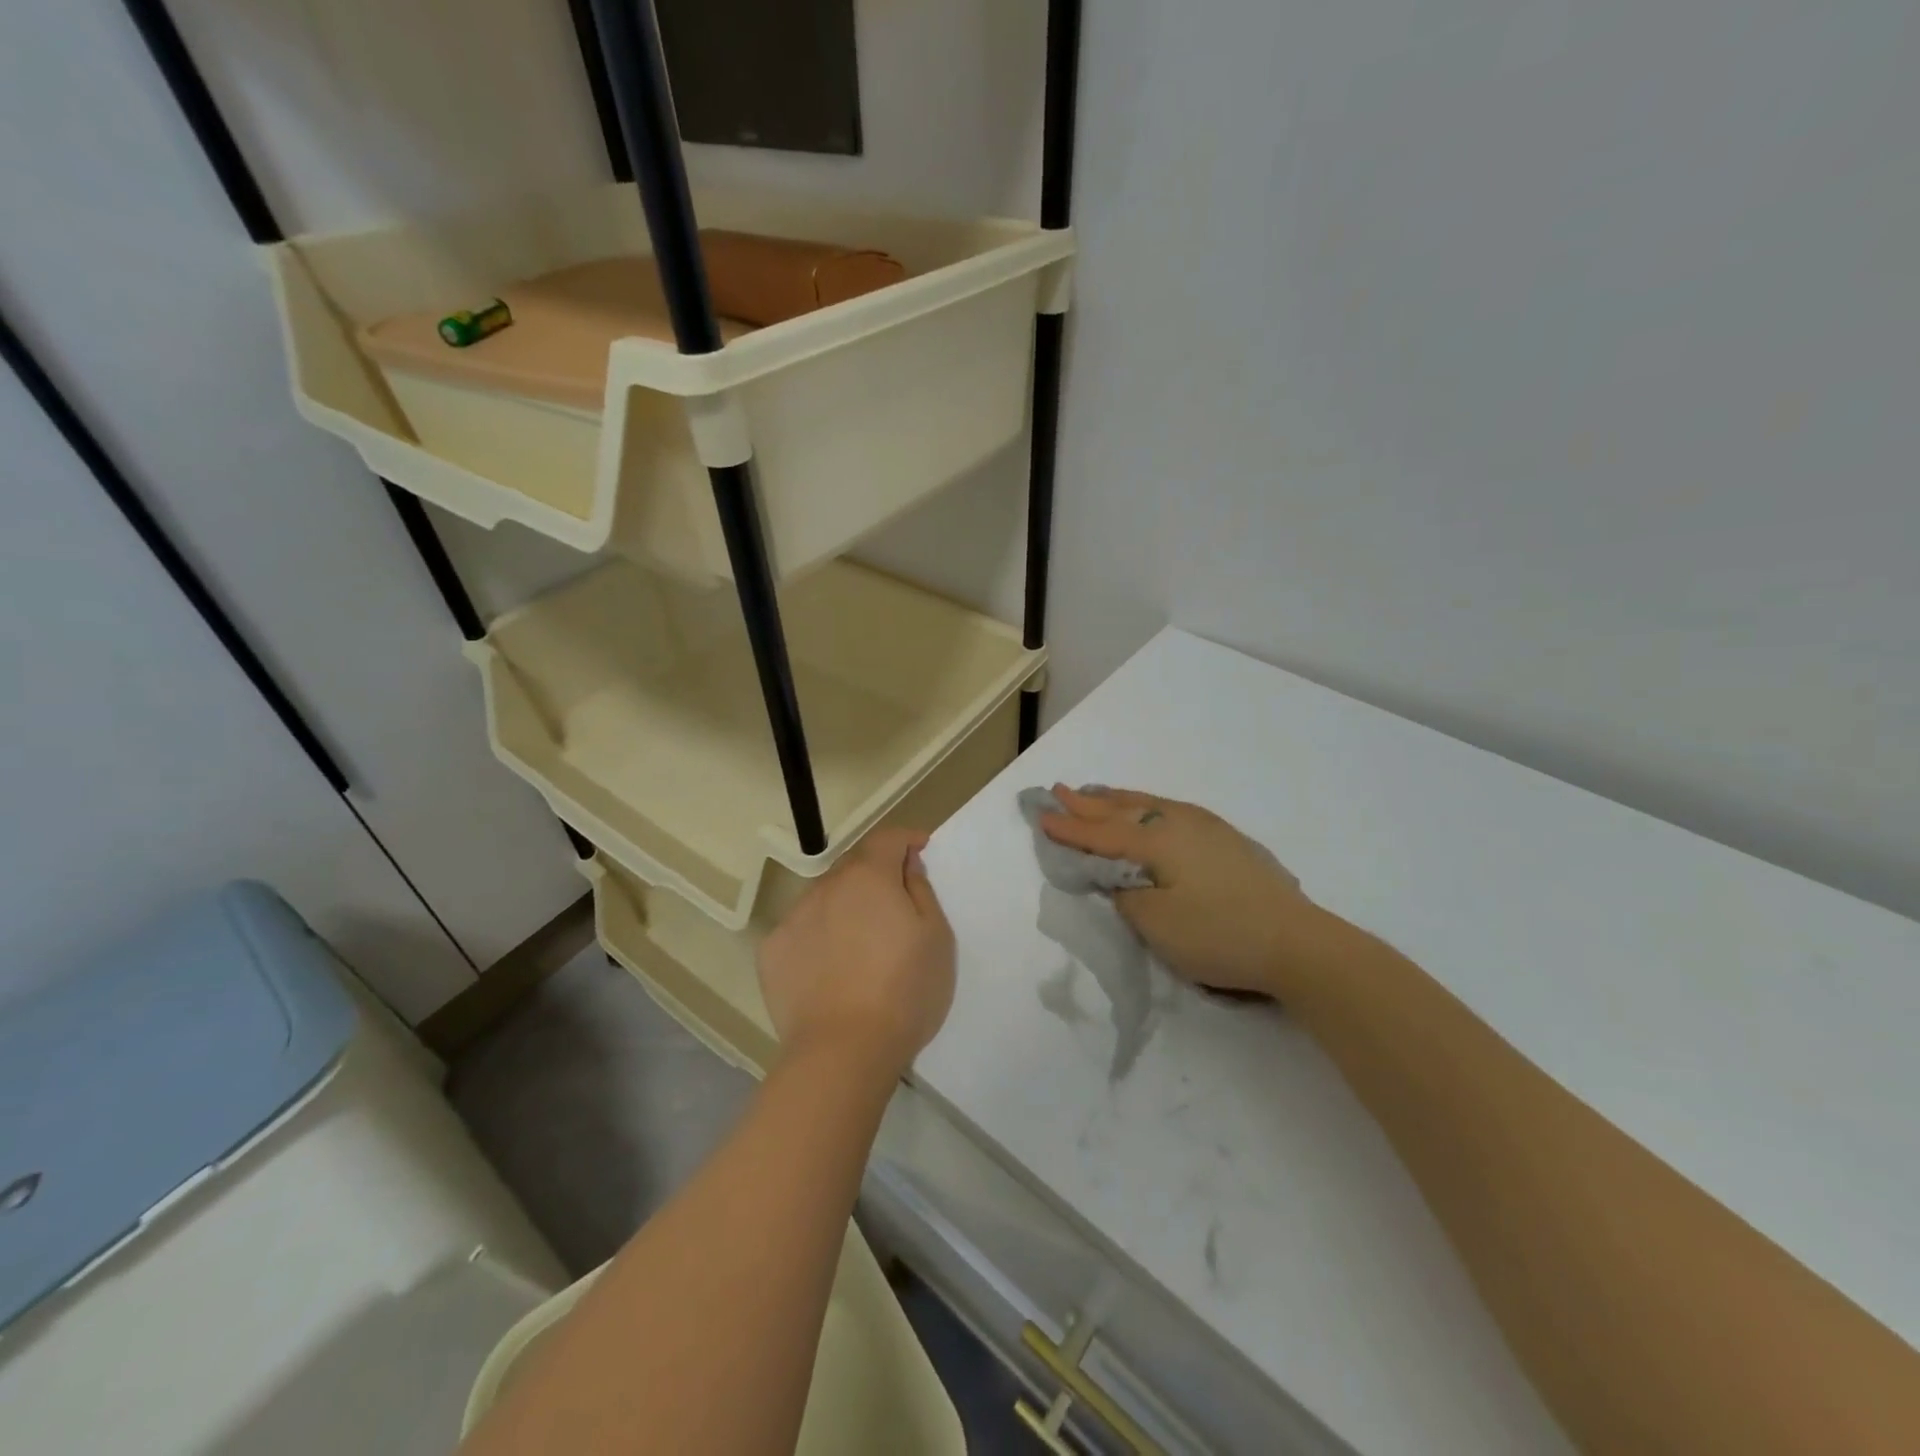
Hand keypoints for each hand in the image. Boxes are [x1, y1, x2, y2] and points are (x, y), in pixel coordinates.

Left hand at [759, 828, 956, 1078]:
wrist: (842, 1052)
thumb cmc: (903, 992)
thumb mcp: (936, 938)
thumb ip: (921, 890)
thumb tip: (905, 865)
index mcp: (869, 877)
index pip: (887, 838)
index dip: (906, 840)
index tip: (921, 851)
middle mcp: (826, 886)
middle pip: (855, 868)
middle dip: (876, 877)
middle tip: (896, 910)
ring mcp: (794, 918)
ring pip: (825, 899)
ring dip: (845, 908)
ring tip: (860, 948)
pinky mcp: (772, 952)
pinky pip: (802, 931)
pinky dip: (818, 938)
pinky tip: (829, 971)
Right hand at [1039, 786, 1315, 996]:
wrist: (1297, 943)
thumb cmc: (1218, 933)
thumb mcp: (1156, 923)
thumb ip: (1125, 895)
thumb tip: (1118, 877)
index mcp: (1156, 841)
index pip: (1100, 834)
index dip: (1069, 828)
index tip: (1040, 815)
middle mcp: (1178, 823)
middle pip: (1123, 810)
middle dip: (1088, 804)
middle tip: (1059, 790)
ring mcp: (1207, 829)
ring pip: (1149, 805)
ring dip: (1118, 800)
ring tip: (1096, 793)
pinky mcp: (1227, 841)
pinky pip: (1170, 812)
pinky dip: (1146, 807)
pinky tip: (1150, 810)